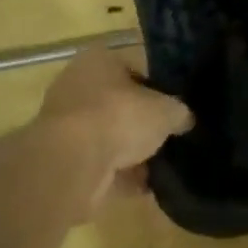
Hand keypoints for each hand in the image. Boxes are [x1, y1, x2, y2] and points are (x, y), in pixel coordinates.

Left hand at [40, 46, 192, 196]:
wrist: (72, 164)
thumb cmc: (119, 117)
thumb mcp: (166, 110)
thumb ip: (179, 111)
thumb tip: (184, 119)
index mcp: (98, 60)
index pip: (134, 67)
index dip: (158, 87)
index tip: (176, 106)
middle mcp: (77, 85)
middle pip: (119, 103)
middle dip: (142, 122)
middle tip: (170, 137)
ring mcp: (67, 124)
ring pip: (109, 136)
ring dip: (132, 152)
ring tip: (163, 166)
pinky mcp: (64, 159)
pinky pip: (101, 165)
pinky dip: (121, 176)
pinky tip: (146, 187)